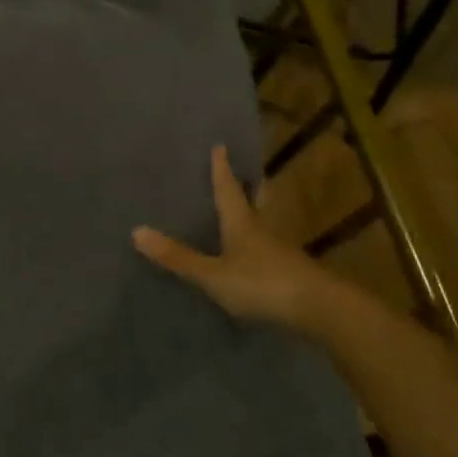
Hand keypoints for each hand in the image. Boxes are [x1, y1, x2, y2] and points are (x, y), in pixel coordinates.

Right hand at [133, 146, 343, 328]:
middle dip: (249, 186)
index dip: (222, 170)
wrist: (321, 310)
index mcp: (242, 223)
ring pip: (266, 224)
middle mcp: (264, 230)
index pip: (228, 190)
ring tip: (247, 209)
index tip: (221, 146)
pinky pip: (272, 249)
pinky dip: (262, 243)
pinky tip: (257, 253)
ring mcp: (282, 252)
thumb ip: (178, 257)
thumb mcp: (213, 274)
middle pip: (256, 201)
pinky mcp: (293, 273)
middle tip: (246, 172)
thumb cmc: (262, 284)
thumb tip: (136, 231)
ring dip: (257, 213)